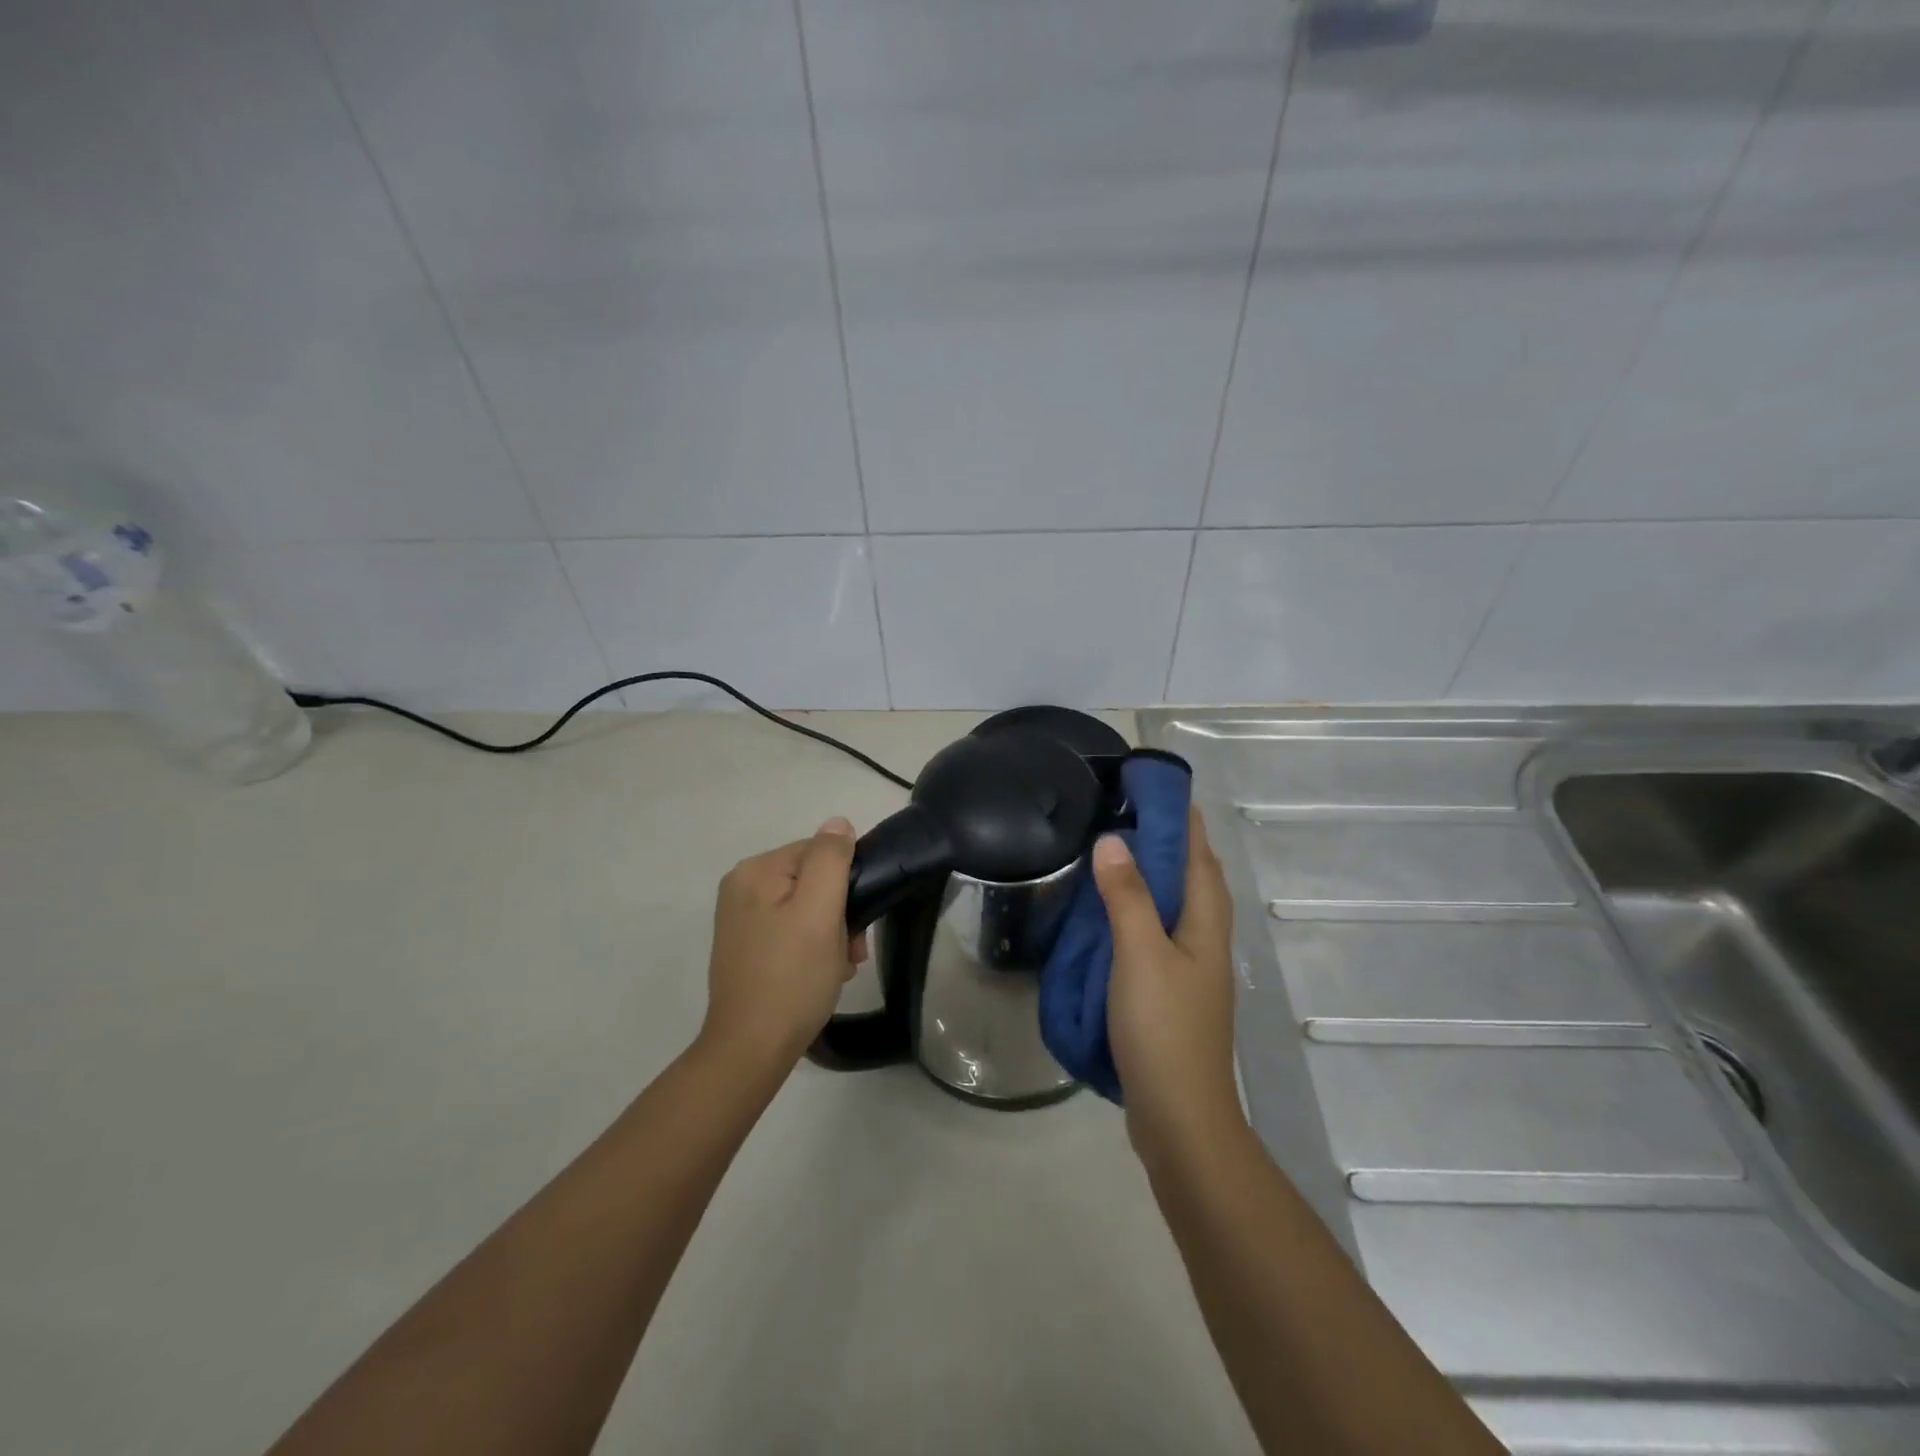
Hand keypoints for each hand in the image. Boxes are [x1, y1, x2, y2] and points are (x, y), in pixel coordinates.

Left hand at [699, 817, 864, 1073]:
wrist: (750, 1050)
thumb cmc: (792, 977)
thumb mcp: (819, 912)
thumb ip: (830, 860)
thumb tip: (838, 823)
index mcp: (755, 871)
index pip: (819, 853)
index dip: (847, 883)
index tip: (858, 923)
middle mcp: (742, 888)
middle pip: (812, 881)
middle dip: (840, 913)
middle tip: (852, 952)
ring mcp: (741, 920)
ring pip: (806, 908)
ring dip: (831, 933)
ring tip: (840, 968)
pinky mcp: (746, 948)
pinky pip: (791, 931)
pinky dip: (813, 948)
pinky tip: (822, 974)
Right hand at [1092, 807, 1239, 1154]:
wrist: (1180, 1116)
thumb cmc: (1163, 1029)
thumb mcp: (1140, 955)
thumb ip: (1128, 896)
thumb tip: (1114, 839)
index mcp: (1206, 923)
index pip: (1199, 854)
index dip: (1182, 818)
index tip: (1154, 786)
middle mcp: (1206, 939)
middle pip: (1194, 877)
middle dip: (1169, 841)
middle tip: (1127, 812)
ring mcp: (1192, 968)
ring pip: (1176, 905)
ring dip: (1154, 874)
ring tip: (1117, 852)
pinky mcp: (1173, 991)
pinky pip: (1159, 932)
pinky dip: (1141, 909)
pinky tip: (1114, 914)